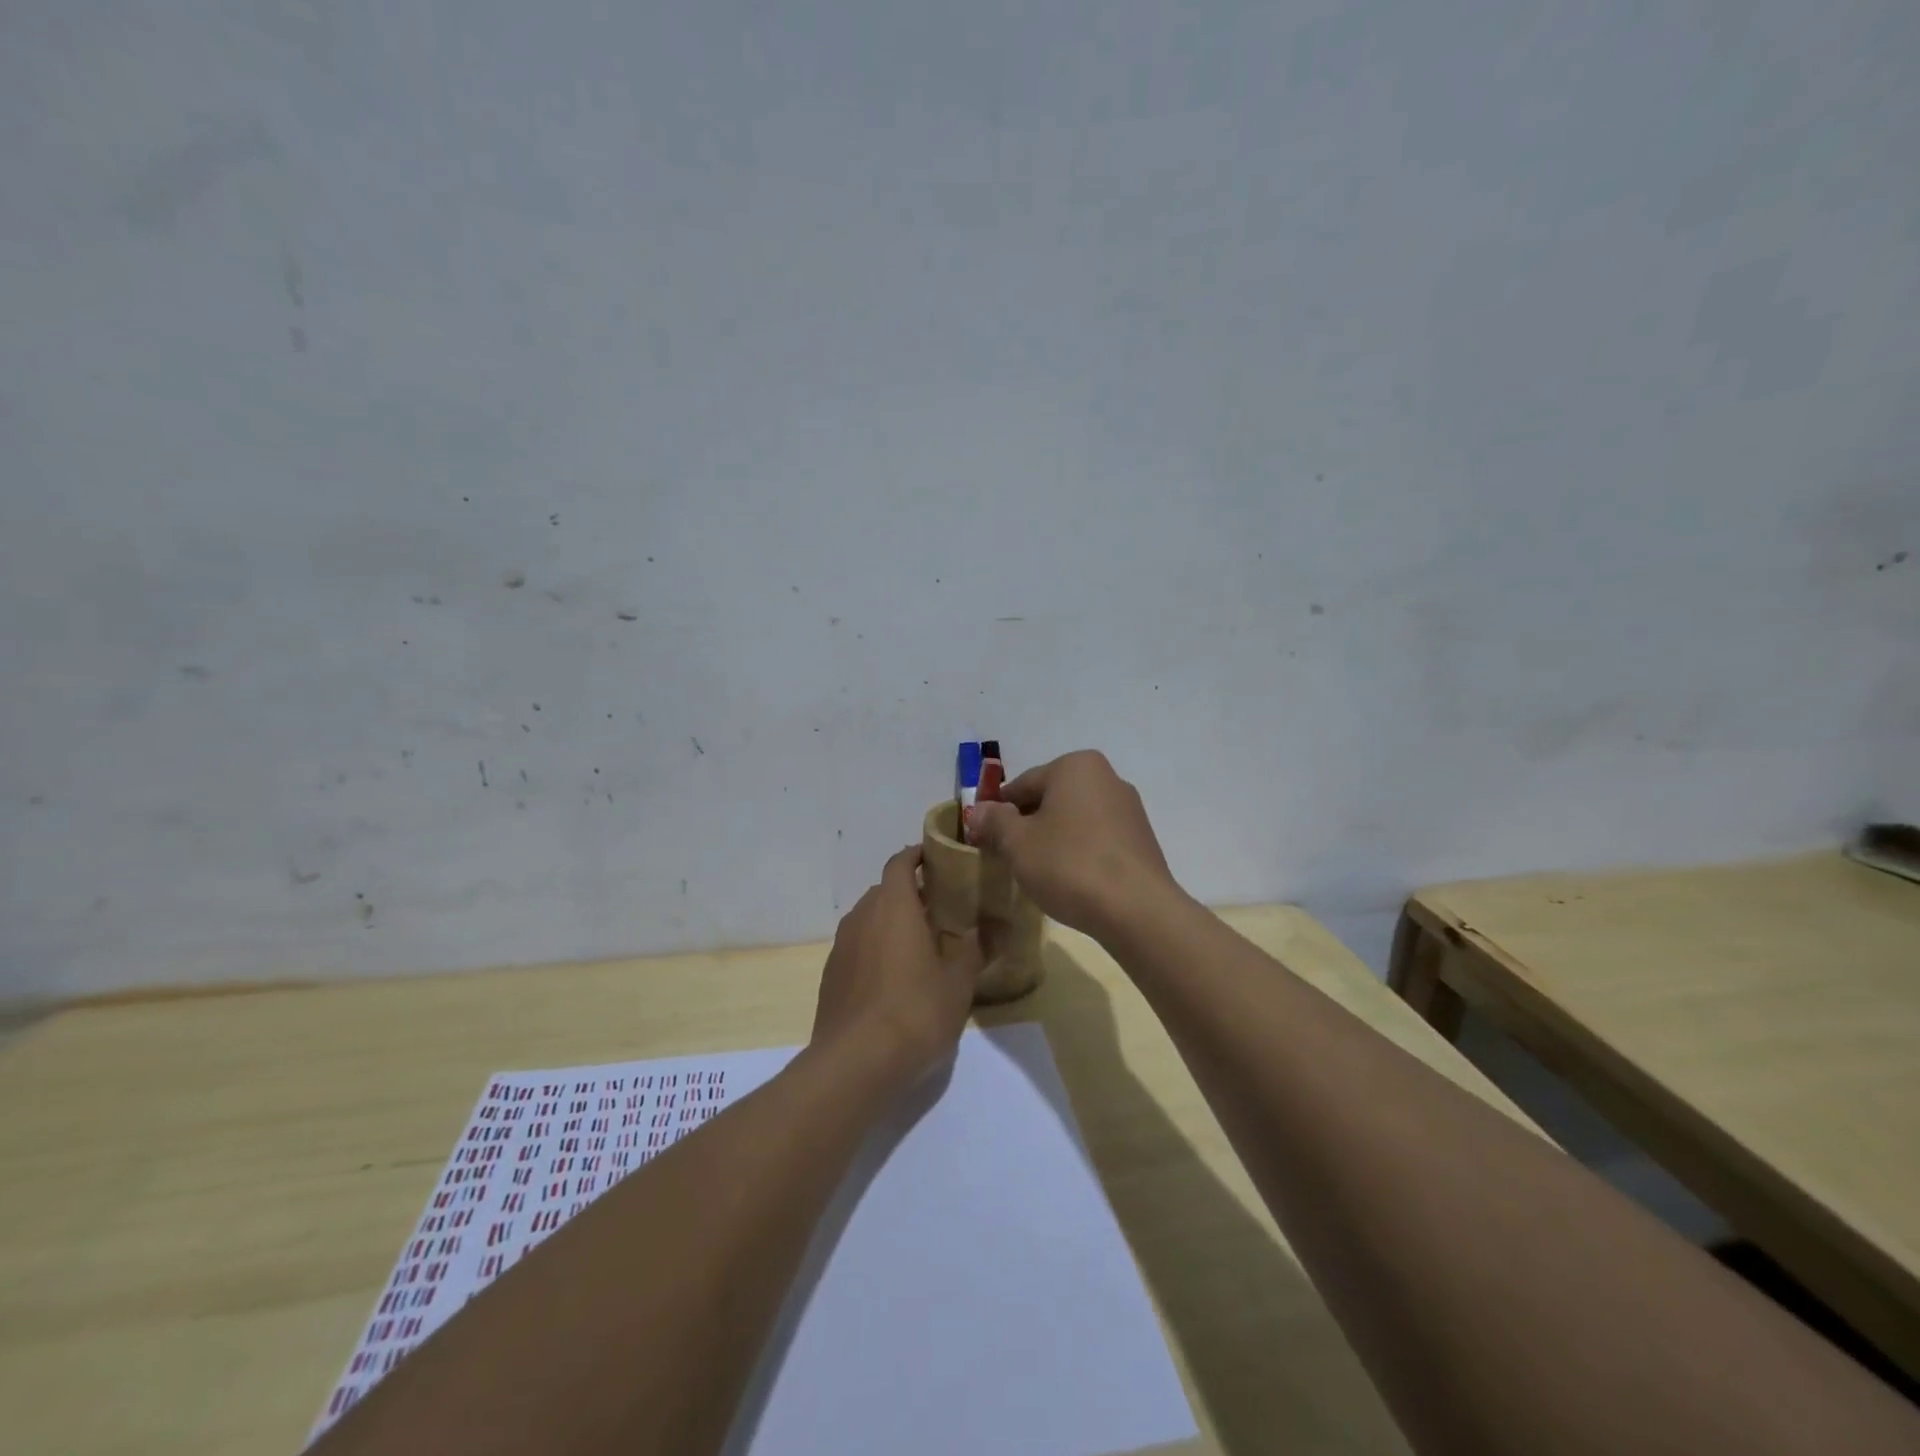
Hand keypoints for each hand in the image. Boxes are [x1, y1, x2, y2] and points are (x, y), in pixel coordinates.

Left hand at [811, 846, 982, 1089]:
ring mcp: (842, 946)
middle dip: (910, 894)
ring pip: (869, 920)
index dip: (917, 856)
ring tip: (920, 945)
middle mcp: (862, 916)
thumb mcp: (958, 982)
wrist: (854, 1063)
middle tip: (940, 909)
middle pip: (885, 891)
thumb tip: (994, 926)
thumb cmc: (915, 1012)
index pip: (900, 863)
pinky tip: (894, 979)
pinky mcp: (831, 975)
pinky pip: (858, 948)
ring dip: (892, 923)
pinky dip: (876, 949)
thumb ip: (975, 948)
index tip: (938, 858)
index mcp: (893, 906)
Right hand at [968, 750, 1176, 939]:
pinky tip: (1069, 879)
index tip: (983, 839)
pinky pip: (1097, 838)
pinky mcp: (1141, 839)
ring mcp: (1129, 808)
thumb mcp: (1018, 843)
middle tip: (1008, 857)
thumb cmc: (1069, 864)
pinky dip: (1078, 852)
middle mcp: (1107, 777)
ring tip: (1038, 872)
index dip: (997, 812)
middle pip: (1050, 799)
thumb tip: (979, 810)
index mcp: (1075, 766)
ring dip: (1053, 839)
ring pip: (1074, 819)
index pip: (1022, 785)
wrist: (1136, 909)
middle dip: (1027, 825)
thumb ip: (995, 821)